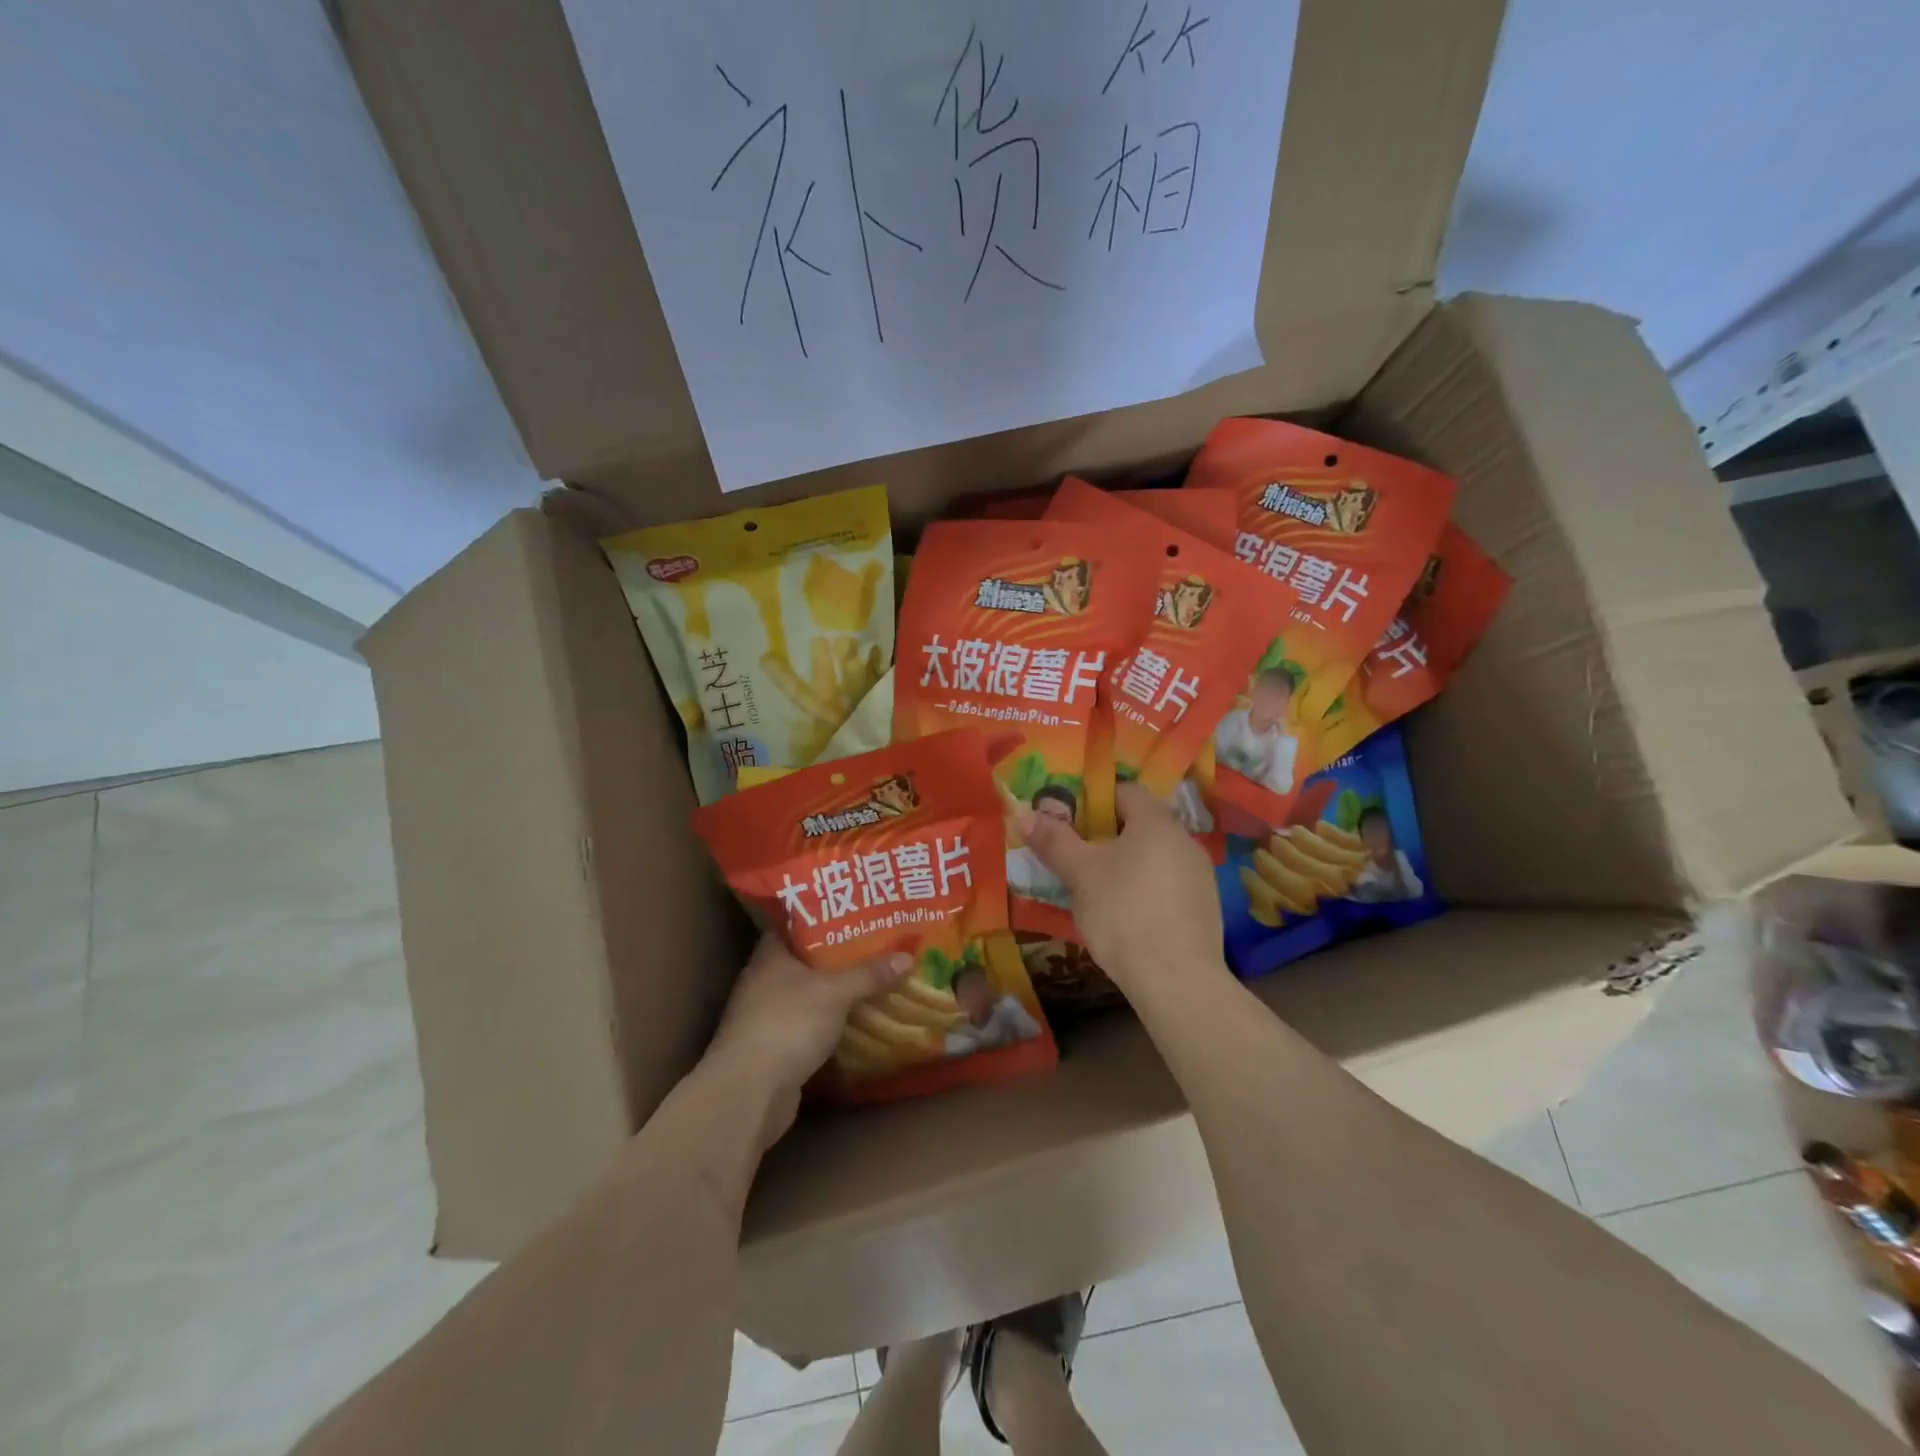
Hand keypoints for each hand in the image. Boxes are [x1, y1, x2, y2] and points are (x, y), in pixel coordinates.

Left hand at [708, 936, 912, 1148]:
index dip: (825, 916)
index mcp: (771, 955)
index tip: (856, 912)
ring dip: (836, 991)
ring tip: (874, 978)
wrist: (750, 1092)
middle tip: (877, 943)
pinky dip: (831, 1021)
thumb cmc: (788, 1024)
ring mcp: (767, 1015)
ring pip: (809, 993)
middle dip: (839, 955)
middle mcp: (764, 980)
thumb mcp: (835, 992)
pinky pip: (809, 1023)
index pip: (797, 924)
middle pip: (807, 959)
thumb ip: (869, 974)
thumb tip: (907, 956)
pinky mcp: (775, 1046)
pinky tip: (857, 1018)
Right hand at [1021, 782, 1228, 998]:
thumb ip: (1054, 840)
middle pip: (1139, 824)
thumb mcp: (1080, 874)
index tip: (1066, 820)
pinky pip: (1167, 884)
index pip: (1124, 791)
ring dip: (1126, 864)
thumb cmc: (1123, 912)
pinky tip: (1125, 915)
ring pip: (1154, 856)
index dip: (1092, 799)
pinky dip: (1144, 889)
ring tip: (1095, 888)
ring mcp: (1200, 875)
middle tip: (1074, 855)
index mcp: (1156, 821)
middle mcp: (1184, 840)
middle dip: (1105, 835)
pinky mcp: (1204, 908)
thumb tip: (1023, 814)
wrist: (1176, 979)